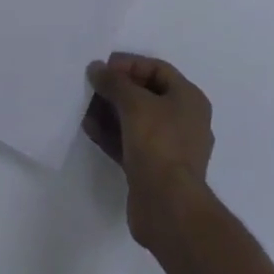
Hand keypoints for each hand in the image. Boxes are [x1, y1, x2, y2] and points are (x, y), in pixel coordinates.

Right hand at [84, 53, 215, 250]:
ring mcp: (169, 148)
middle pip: (146, 94)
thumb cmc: (159, 144)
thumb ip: (114, 82)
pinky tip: (89, 128)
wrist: (168, 208)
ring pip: (136, 120)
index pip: (158, 69)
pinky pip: (130, 143)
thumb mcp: (134, 103)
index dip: (130, 64)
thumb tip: (96, 68)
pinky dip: (111, 134)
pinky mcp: (154, 170)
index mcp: (189, 99)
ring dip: (110, 111)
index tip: (104, 67)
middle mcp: (183, 120)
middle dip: (117, 89)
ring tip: (85, 106)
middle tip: (92, 86)